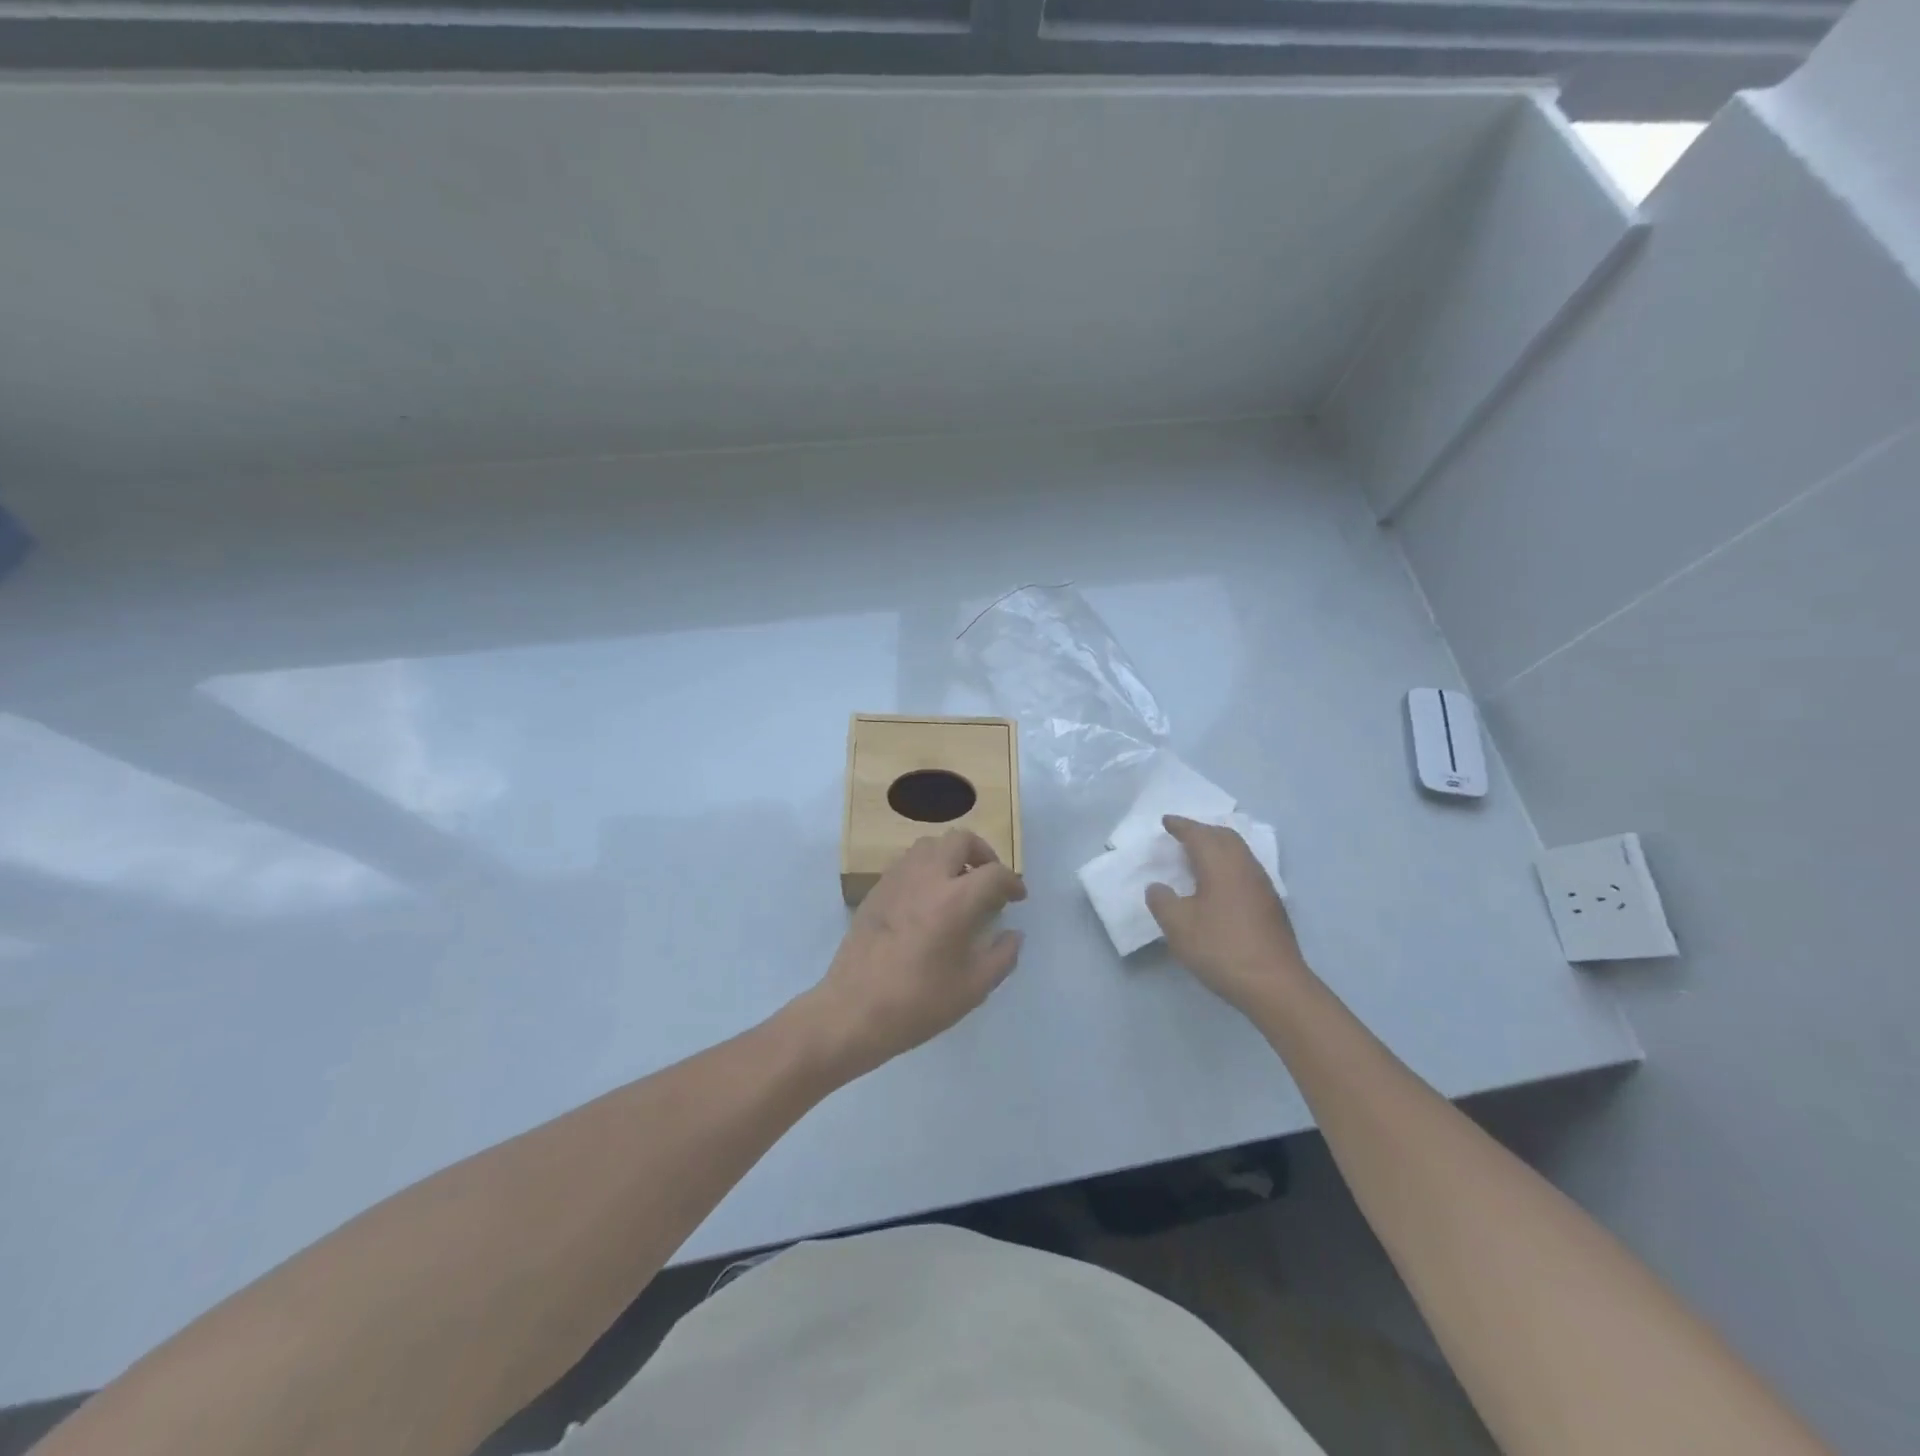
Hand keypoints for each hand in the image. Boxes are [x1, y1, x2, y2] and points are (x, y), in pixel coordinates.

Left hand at [800, 830, 1025, 1077]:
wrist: (853, 1010)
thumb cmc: (918, 1003)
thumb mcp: (973, 989)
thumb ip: (1001, 957)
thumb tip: (1013, 935)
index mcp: (956, 901)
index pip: (994, 873)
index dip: (1012, 882)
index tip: (1017, 897)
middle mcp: (927, 878)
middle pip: (960, 840)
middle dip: (982, 853)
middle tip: (989, 879)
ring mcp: (897, 880)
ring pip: (930, 844)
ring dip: (951, 855)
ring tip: (958, 884)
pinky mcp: (876, 890)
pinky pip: (907, 862)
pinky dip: (926, 868)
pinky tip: (928, 898)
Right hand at [1146, 815, 1305, 1014]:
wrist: (1274, 984)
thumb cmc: (1221, 948)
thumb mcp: (1178, 926)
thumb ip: (1162, 901)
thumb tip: (1157, 887)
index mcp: (1221, 864)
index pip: (1198, 834)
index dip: (1181, 826)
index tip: (1166, 821)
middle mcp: (1245, 866)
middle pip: (1224, 836)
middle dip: (1202, 830)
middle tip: (1182, 834)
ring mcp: (1262, 885)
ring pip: (1239, 852)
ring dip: (1218, 846)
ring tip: (1198, 855)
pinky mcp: (1271, 904)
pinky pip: (1245, 868)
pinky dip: (1228, 863)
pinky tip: (1219, 882)